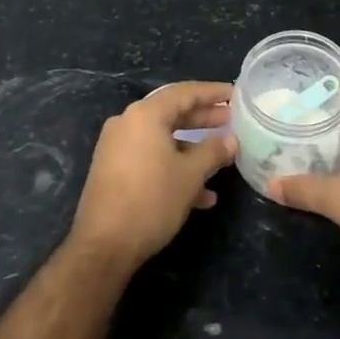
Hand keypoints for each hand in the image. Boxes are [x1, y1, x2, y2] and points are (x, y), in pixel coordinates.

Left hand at [68, 81, 236, 270]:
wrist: (104, 246)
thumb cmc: (151, 201)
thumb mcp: (190, 175)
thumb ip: (213, 151)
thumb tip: (231, 140)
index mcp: (144, 115)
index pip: (184, 92)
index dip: (212, 92)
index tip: (235, 94)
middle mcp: (127, 124)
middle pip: (172, 113)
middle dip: (204, 119)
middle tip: (232, 121)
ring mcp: (117, 147)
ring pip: (163, 138)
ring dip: (192, 148)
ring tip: (222, 157)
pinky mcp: (113, 169)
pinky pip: (150, 157)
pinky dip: (174, 166)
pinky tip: (201, 194)